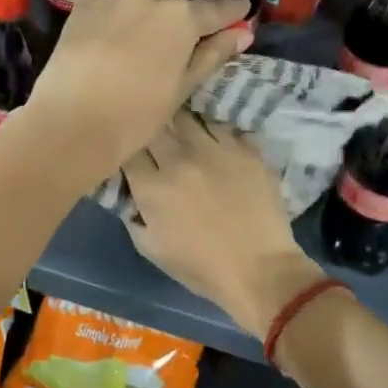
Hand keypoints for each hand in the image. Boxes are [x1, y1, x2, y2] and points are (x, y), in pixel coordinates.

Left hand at [21, 0, 248, 188]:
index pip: (215, 11)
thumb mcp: (181, 89)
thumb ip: (211, 56)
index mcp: (182, 22)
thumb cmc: (137, 114)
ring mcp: (115, 1)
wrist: (74, 122)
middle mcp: (151, 1)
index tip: (244, 4)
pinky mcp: (84, 9)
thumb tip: (243, 33)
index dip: (232, 9)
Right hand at [122, 112, 326, 342]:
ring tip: (183, 133)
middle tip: (157, 141)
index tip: (132, 155)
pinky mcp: (245, 149)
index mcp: (153, 187)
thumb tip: (129, 192)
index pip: (128, 150)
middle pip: (155, 125)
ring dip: (180, 125)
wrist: (260, 269)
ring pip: (188, 118)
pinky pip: (221, 126)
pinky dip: (212, 130)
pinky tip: (213, 140)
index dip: (127, 150)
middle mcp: (180, 160)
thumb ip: (133, 215)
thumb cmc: (202, 267)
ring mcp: (216, 150)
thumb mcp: (151, 249)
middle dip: (151, 130)